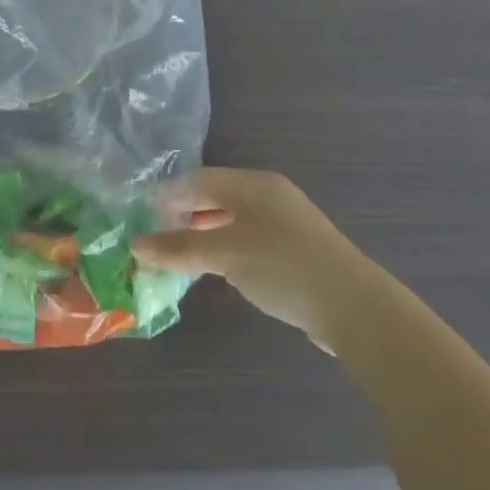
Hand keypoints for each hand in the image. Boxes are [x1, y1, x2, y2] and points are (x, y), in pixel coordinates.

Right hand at [134, 168, 382, 350]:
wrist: (355, 308)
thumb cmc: (282, 267)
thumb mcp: (223, 254)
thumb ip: (178, 248)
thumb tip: (135, 246)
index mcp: (253, 184)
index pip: (197, 180)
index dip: (166, 197)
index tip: (140, 220)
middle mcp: (269, 195)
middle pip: (213, 198)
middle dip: (182, 218)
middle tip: (154, 240)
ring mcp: (284, 223)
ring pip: (229, 221)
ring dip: (201, 236)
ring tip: (176, 257)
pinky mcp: (294, 250)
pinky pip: (246, 240)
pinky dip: (223, 250)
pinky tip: (212, 270)